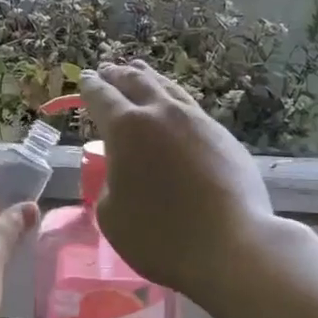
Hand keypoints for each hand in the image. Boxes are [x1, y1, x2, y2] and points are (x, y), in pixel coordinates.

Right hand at [77, 62, 276, 304]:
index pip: (101, 96)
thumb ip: (111, 182)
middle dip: (118, 75)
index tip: (86, 78)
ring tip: (140, 74)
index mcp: (126, 128)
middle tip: (108, 71)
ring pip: (168, 89)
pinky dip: (174, 101)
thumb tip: (123, 171)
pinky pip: (191, 109)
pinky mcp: (224, 137)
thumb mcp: (112, 215)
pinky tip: (175, 109)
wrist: (232, 246)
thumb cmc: (160, 236)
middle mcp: (162, 114)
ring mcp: (198, 121)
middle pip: (136, 81)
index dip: (90, 86)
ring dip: (149, 79)